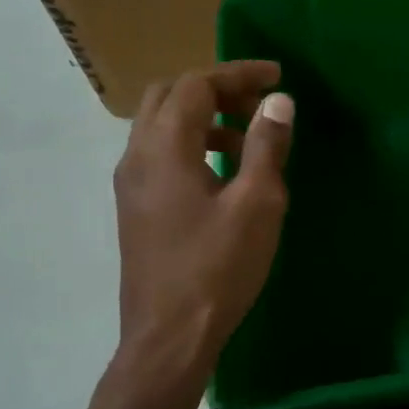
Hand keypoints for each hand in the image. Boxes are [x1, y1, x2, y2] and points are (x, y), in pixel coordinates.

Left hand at [112, 62, 292, 378]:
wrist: (169, 335)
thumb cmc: (218, 268)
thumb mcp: (256, 204)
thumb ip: (266, 146)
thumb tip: (277, 101)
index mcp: (164, 147)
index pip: (196, 84)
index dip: (237, 73)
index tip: (277, 77)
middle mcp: (137, 155)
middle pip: (169, 96)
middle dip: (216, 89)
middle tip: (259, 103)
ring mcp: (131, 184)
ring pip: (161, 125)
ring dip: (204, 118)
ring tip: (249, 139)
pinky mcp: (136, 208)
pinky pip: (160, 154)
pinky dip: (192, 145)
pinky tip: (224, 174)